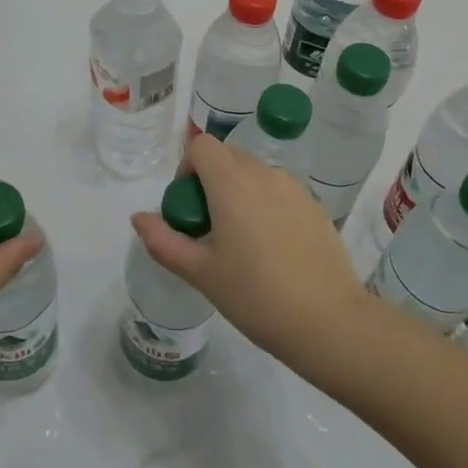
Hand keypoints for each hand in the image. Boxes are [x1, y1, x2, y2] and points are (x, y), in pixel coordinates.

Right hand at [132, 134, 371, 377]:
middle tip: (209, 226)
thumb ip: (163, 240)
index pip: (202, 145)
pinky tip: (272, 249)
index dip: (187, 168)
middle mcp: (264, 174)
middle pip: (228, 155)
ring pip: (255, 172)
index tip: (188, 207)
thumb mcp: (200, 272)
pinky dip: (266, 204)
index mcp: (232, 183)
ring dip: (239, 190)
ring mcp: (294, 188)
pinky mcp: (315, 205)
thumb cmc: (255, 296)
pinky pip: (280, 190)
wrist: (328, 322)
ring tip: (241, 240)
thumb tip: (138, 218)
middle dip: (211, 179)